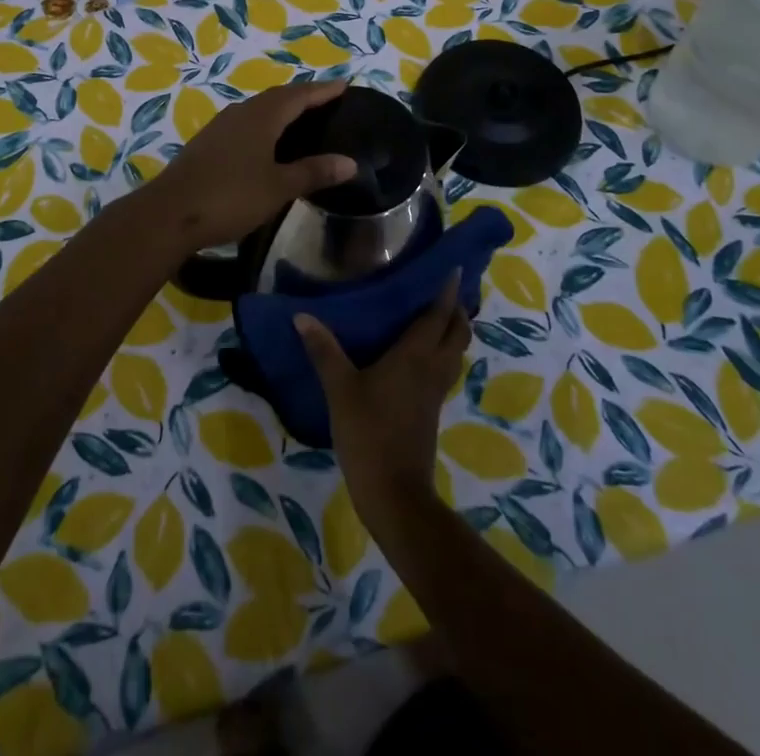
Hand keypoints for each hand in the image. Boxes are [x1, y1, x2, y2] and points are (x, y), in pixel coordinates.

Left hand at [143, 78, 357, 254]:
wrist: (169, 214)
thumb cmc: (230, 197)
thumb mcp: (278, 187)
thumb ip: (313, 172)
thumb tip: (350, 162)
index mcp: (261, 117)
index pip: (298, 95)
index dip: (322, 90)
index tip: (344, 85)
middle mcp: (240, 113)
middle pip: (277, 97)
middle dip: (303, 96)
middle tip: (327, 100)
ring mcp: (220, 127)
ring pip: (258, 109)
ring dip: (281, 109)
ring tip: (301, 119)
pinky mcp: (207, 143)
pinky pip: (244, 123)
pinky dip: (264, 125)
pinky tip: (267, 142)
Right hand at [295, 274, 469, 531]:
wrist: (394, 493)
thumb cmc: (369, 433)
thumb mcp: (340, 389)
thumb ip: (324, 350)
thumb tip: (302, 316)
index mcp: (416, 355)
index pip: (439, 314)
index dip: (447, 290)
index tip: (452, 266)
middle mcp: (433, 367)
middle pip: (458, 331)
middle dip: (457, 308)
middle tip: (444, 287)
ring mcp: (435, 391)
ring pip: (456, 351)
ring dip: (453, 330)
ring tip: (438, 314)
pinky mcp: (432, 409)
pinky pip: (446, 368)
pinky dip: (443, 351)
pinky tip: (422, 353)